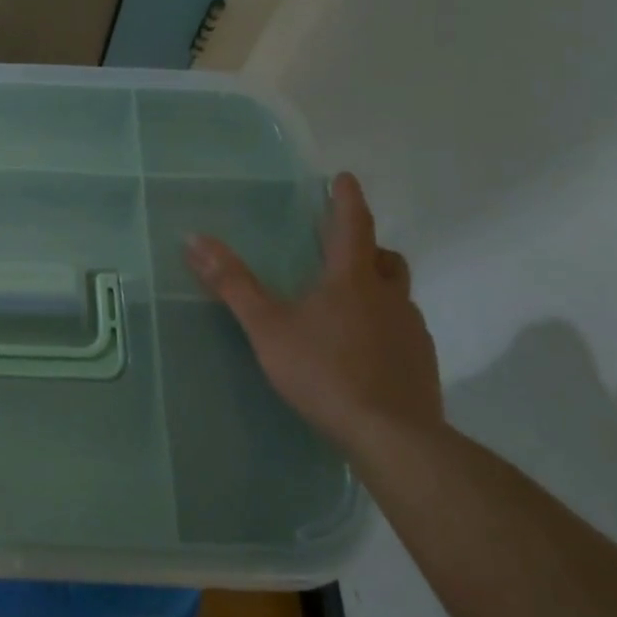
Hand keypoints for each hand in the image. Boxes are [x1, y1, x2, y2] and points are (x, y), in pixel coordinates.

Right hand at [184, 172, 442, 459]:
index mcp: (352, 280)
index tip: (345, 178)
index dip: (347, 199)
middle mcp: (389, 297)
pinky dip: (383, 324)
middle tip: (340, 247)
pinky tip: (362, 349)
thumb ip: (232, 283)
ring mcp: (411, 331)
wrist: (393, 437)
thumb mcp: (266, 327)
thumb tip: (194, 239)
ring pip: (397, 294)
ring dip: (377, 286)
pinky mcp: (421, 363)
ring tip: (347, 303)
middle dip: (365, 246)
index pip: (353, 225)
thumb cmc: (324, 372)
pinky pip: (402, 329)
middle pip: (385, 258)